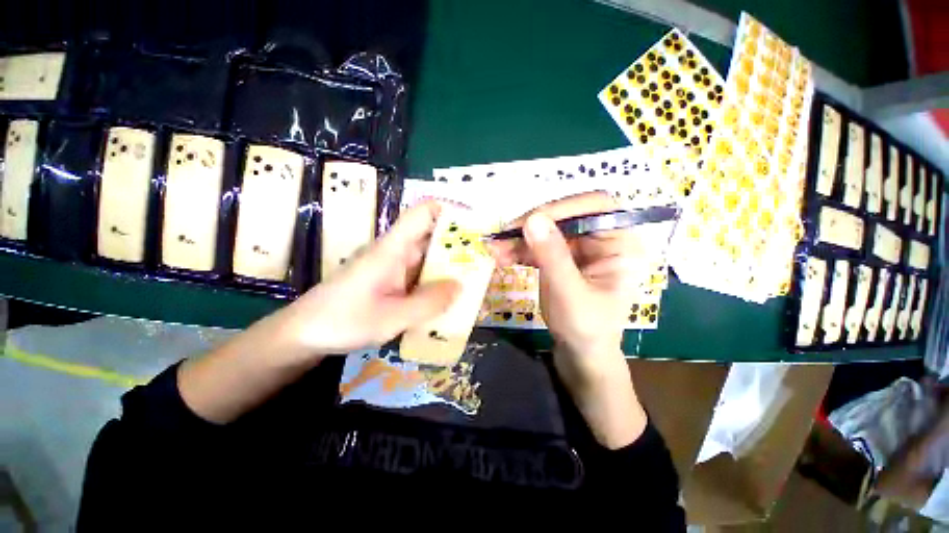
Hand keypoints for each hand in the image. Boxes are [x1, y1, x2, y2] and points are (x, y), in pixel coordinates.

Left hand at [282, 200, 460, 356]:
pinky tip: (451, 298)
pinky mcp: (393, 281)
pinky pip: (422, 275)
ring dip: (451, 267)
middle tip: (486, 261)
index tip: (476, 224)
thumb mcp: (390, 318)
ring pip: (430, 257)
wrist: (305, 333)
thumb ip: (427, 303)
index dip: (450, 210)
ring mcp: (395, 267)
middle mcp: (397, 251)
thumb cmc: (342, 320)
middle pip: (433, 235)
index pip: (423, 212)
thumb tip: (461, 286)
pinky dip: (438, 282)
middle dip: (460, 245)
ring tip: (476, 280)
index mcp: (393, 248)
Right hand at [488, 192, 640, 380]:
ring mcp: (581, 249)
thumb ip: (552, 256)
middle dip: (533, 226)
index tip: (529, 221)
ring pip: (548, 230)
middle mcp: (603, 240)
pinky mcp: (563, 259)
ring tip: (495, 250)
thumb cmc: (586, 329)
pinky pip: (540, 245)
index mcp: (620, 244)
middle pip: (566, 217)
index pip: (596, 207)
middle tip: (503, 236)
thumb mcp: (569, 294)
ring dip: (520, 238)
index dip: (563, 208)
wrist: (581, 355)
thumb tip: (532, 219)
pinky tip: (502, 257)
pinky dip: (520, 249)